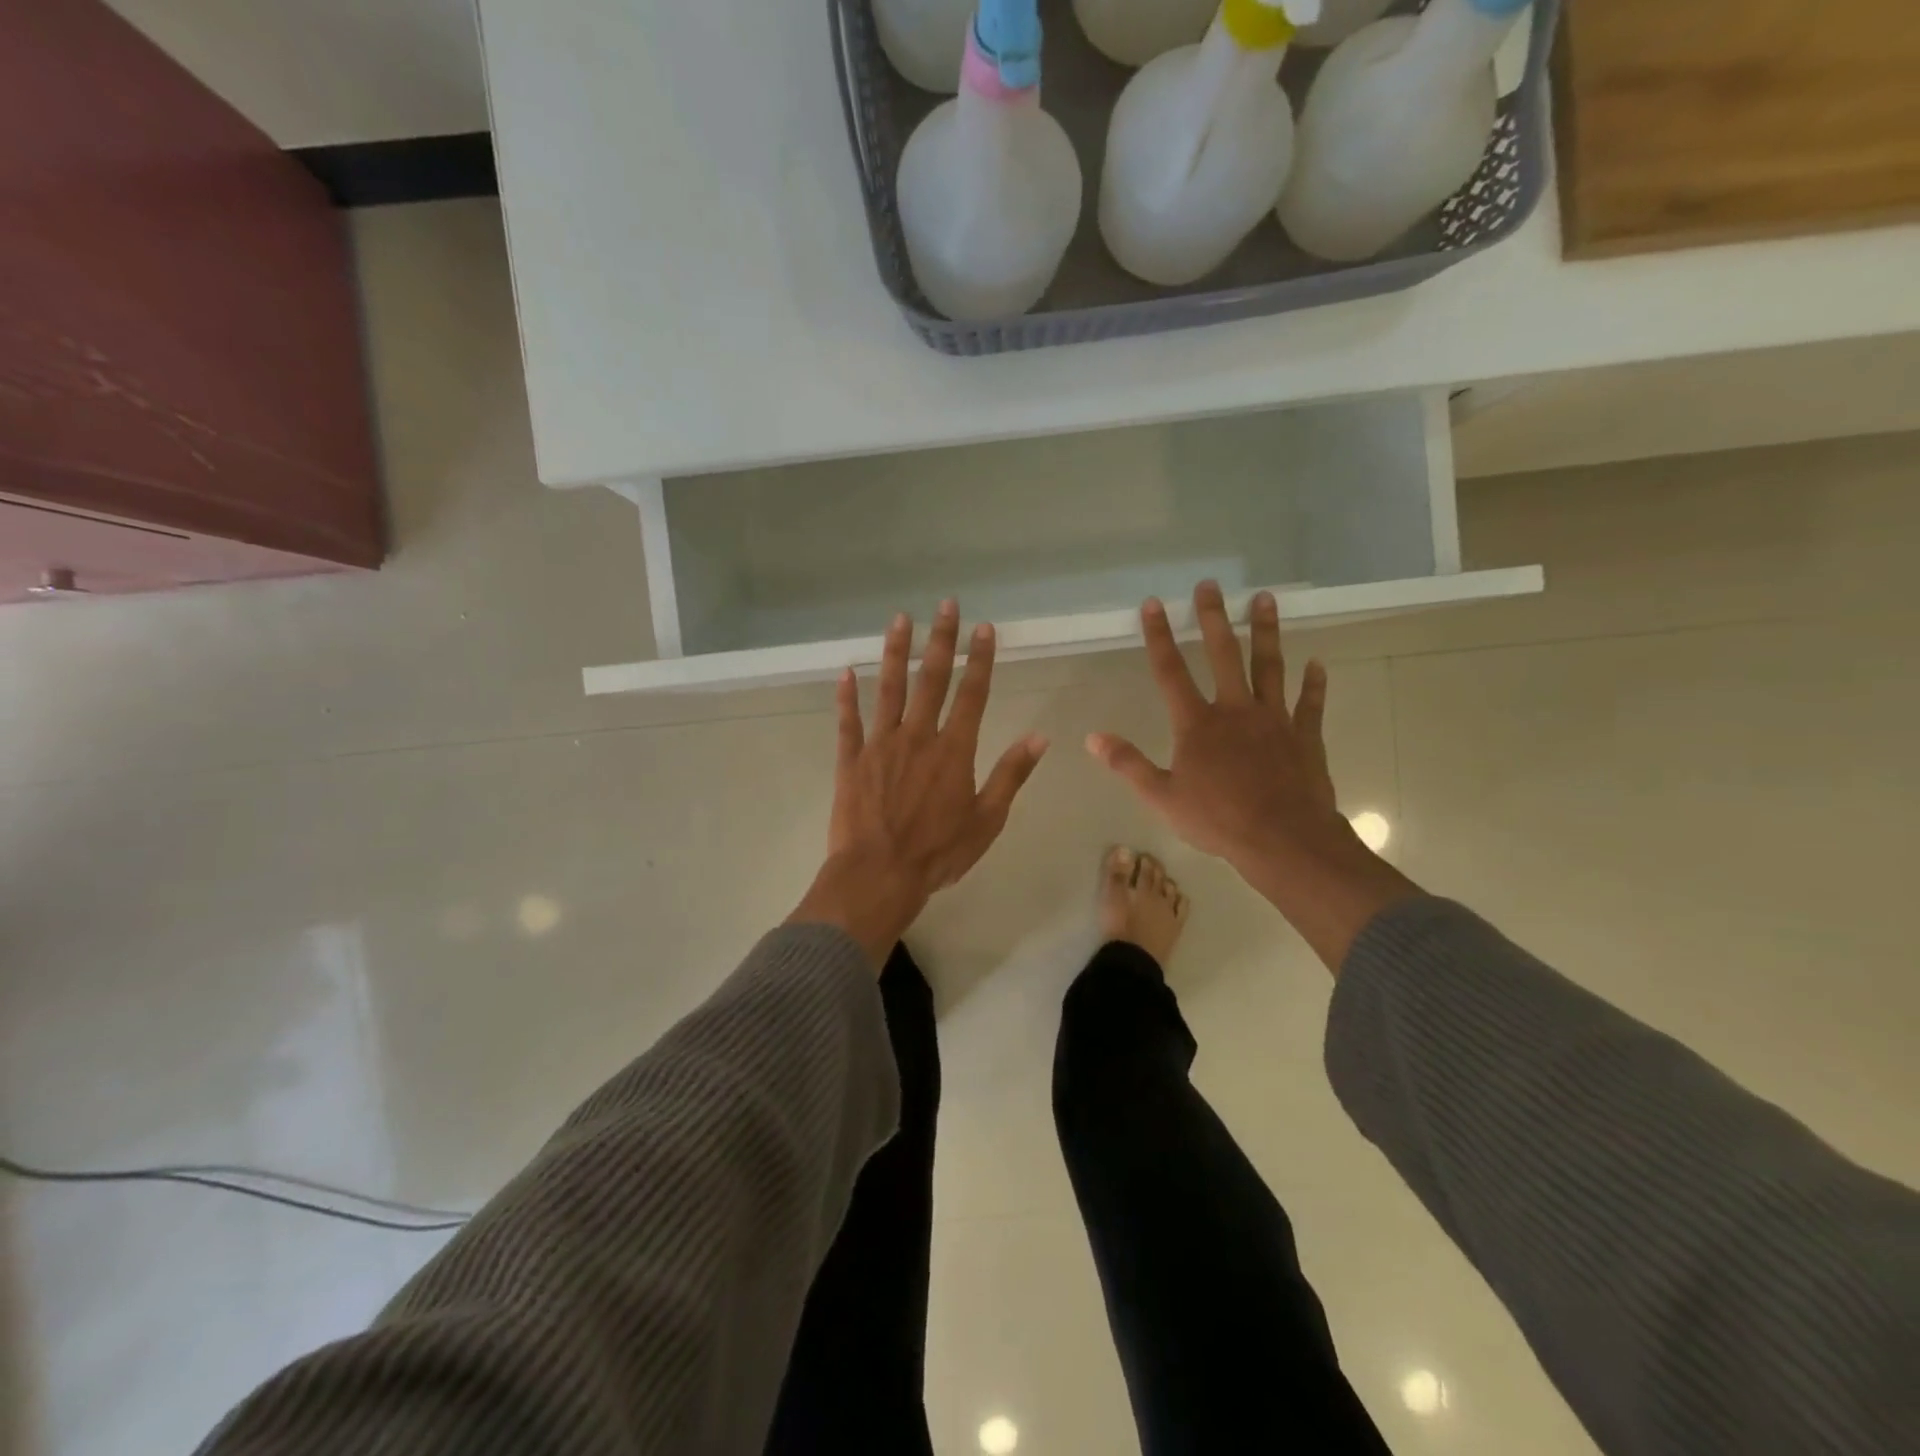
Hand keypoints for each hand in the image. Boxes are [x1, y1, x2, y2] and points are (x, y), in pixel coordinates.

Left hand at [790, 601, 1048, 967]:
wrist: (878, 875)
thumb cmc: (938, 852)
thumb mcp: (987, 819)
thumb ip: (1011, 774)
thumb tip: (1039, 738)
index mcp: (954, 750)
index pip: (972, 694)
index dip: (980, 659)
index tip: (984, 628)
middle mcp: (917, 737)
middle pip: (931, 680)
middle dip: (941, 640)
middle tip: (945, 604)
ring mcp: (880, 745)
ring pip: (889, 689)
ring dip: (896, 652)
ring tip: (900, 619)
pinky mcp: (850, 760)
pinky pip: (848, 722)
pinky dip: (846, 696)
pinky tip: (846, 671)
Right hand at [1087, 581, 1417, 971]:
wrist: (1283, 839)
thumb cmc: (1218, 819)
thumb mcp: (1161, 796)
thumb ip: (1128, 764)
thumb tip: (1093, 737)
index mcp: (1197, 724)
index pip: (1170, 672)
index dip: (1159, 637)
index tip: (1153, 603)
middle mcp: (1235, 710)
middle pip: (1223, 655)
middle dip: (1213, 618)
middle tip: (1210, 585)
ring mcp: (1274, 720)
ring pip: (1270, 666)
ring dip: (1266, 632)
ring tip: (1265, 599)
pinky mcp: (1304, 736)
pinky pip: (1310, 703)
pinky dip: (1313, 683)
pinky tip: (1317, 664)